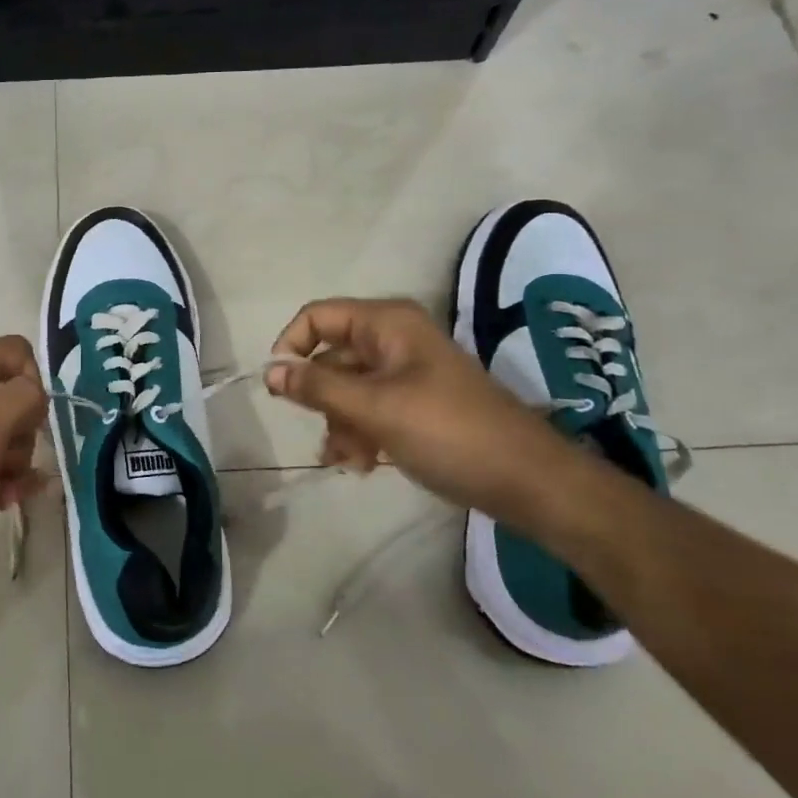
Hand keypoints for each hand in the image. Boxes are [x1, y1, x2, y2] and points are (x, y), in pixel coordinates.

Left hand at [0, 335, 48, 574]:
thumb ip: (21, 397)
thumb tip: (36, 390)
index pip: (18, 352)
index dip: (34, 382)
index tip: (29, 420)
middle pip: (15, 395)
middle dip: (26, 432)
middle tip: (12, 462)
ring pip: (5, 431)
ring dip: (17, 462)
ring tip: (9, 493)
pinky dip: (1, 476)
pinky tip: (1, 500)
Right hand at [267, 298, 584, 524]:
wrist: (528, 481)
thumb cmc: (448, 432)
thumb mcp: (374, 408)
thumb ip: (317, 387)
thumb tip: (269, 370)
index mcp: (387, 323)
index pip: (317, 317)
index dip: (291, 346)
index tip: (278, 388)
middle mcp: (394, 339)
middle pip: (331, 356)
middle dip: (320, 398)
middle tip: (320, 432)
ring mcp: (406, 373)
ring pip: (347, 388)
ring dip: (338, 423)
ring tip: (347, 460)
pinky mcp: (416, 403)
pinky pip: (370, 408)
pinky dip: (360, 432)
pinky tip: (363, 465)